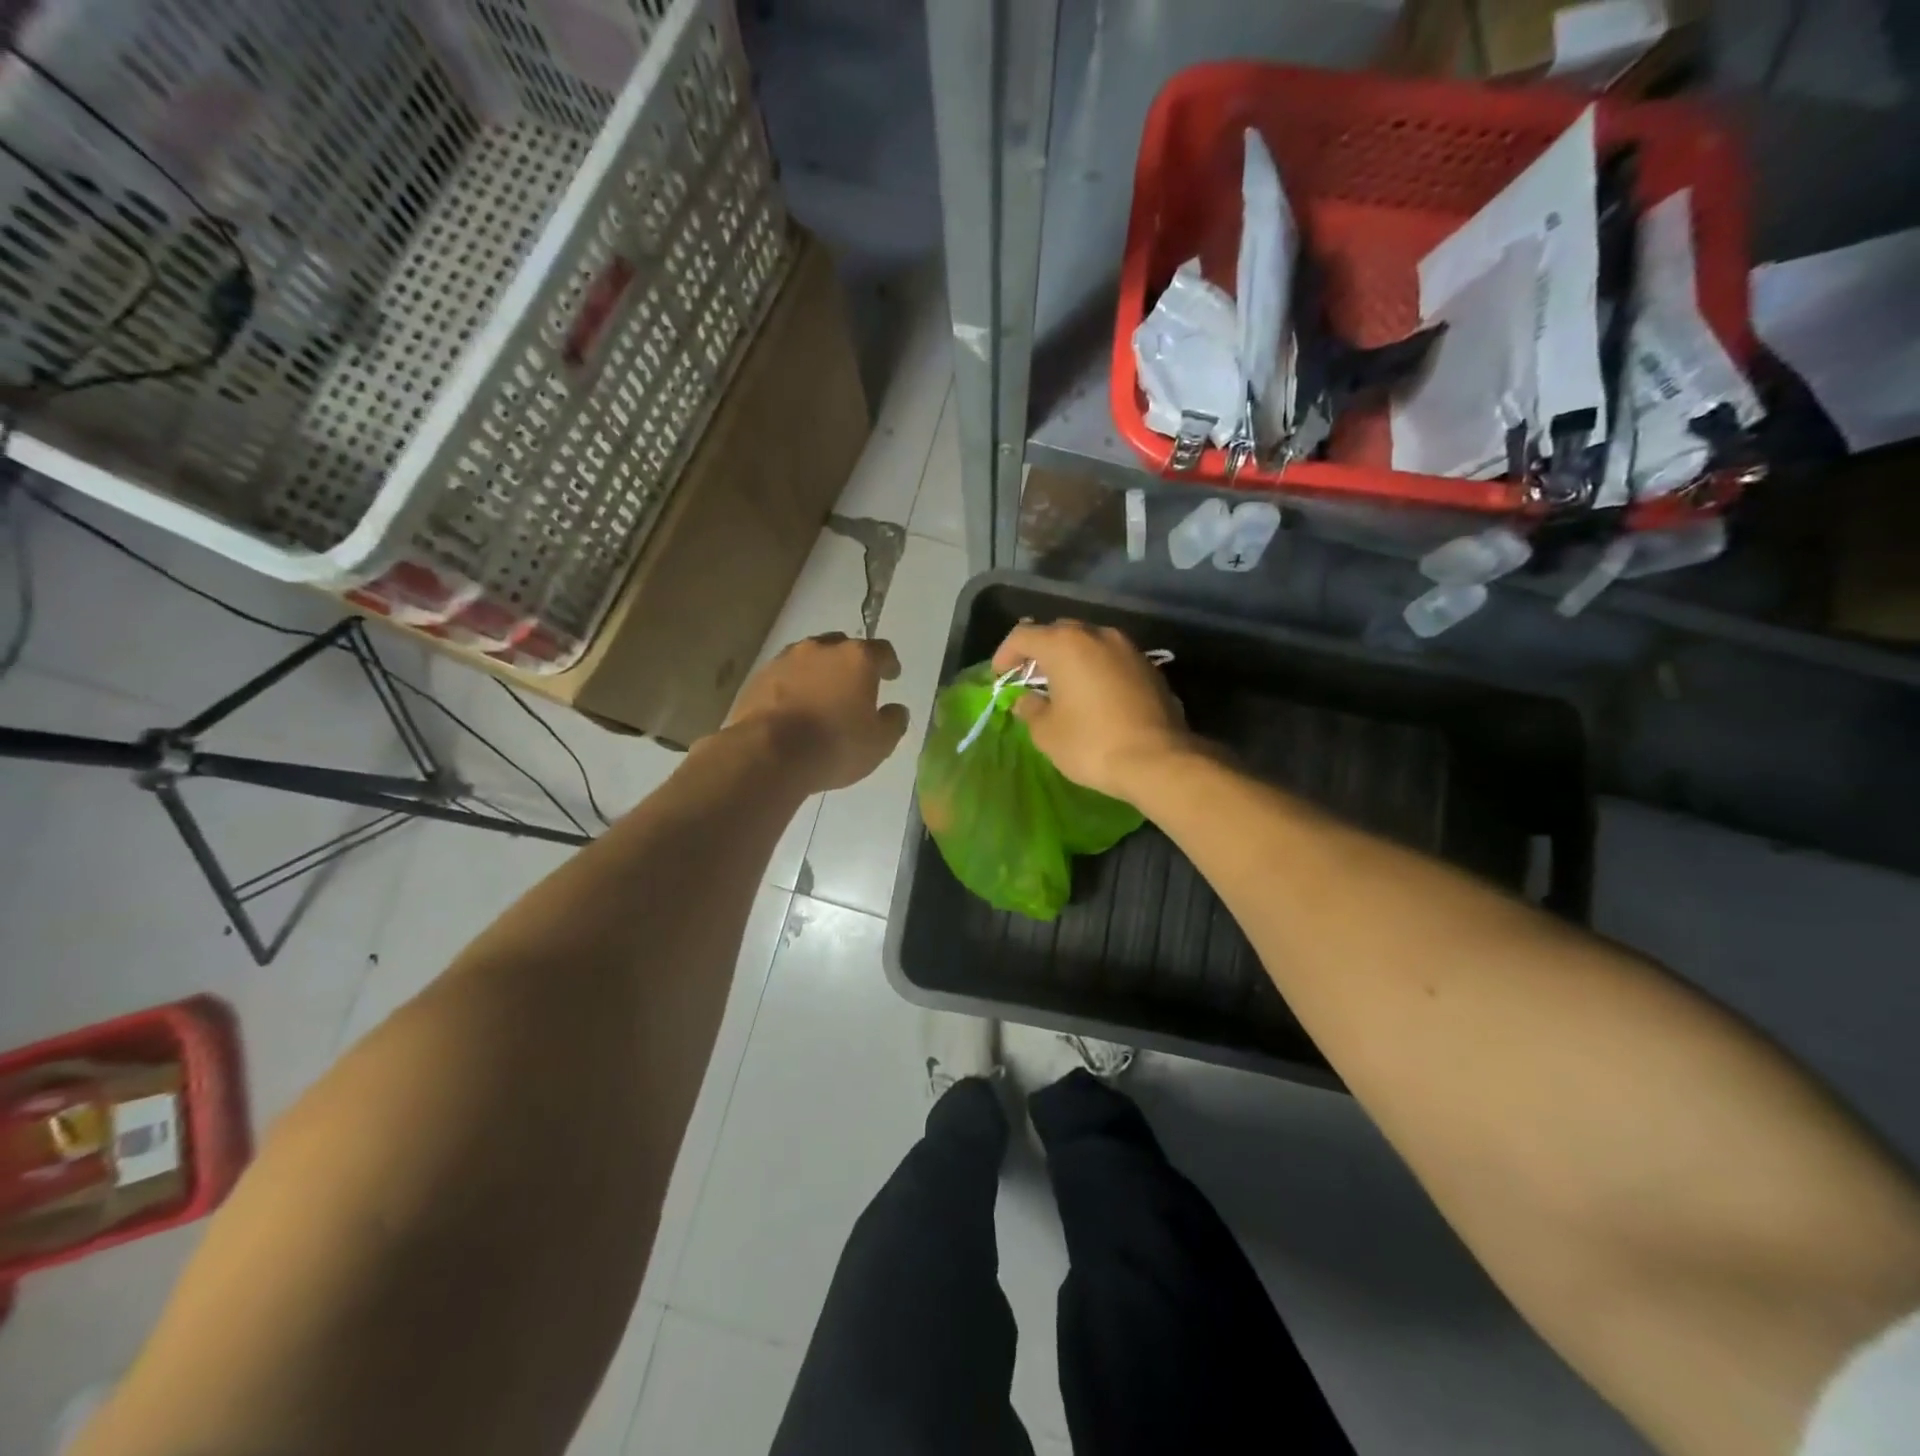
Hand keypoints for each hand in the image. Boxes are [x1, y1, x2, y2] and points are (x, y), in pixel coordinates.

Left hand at [727, 633, 909, 791]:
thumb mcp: (879, 744)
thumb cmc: (834, 746)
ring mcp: (785, 659)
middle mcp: (821, 649)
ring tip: (821, 696)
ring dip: (819, 672)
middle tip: (855, 685)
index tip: (891, 676)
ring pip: (810, 658)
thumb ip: (893, 722)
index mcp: (857, 658)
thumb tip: (896, 710)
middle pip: (843, 647)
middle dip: (851, 663)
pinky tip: (794, 707)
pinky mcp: (758, 677)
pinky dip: (793, 686)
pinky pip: (784, 676)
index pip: (882, 651)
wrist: (767, 754)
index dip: (889, 664)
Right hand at [992, 620, 1191, 801]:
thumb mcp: (1047, 733)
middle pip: (1059, 633)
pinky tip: (1092, 695)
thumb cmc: (1091, 744)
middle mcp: (1097, 635)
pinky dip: (1096, 669)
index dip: (1006, 654)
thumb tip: (1027, 701)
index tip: (1000, 676)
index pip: (1024, 635)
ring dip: (1071, 659)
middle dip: (1040, 652)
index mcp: (1065, 645)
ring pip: (1089, 643)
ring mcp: (1128, 649)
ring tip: (1061, 686)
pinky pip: (1111, 659)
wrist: (1158, 760)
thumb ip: (1031, 710)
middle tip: (1029, 678)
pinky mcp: (1149, 667)